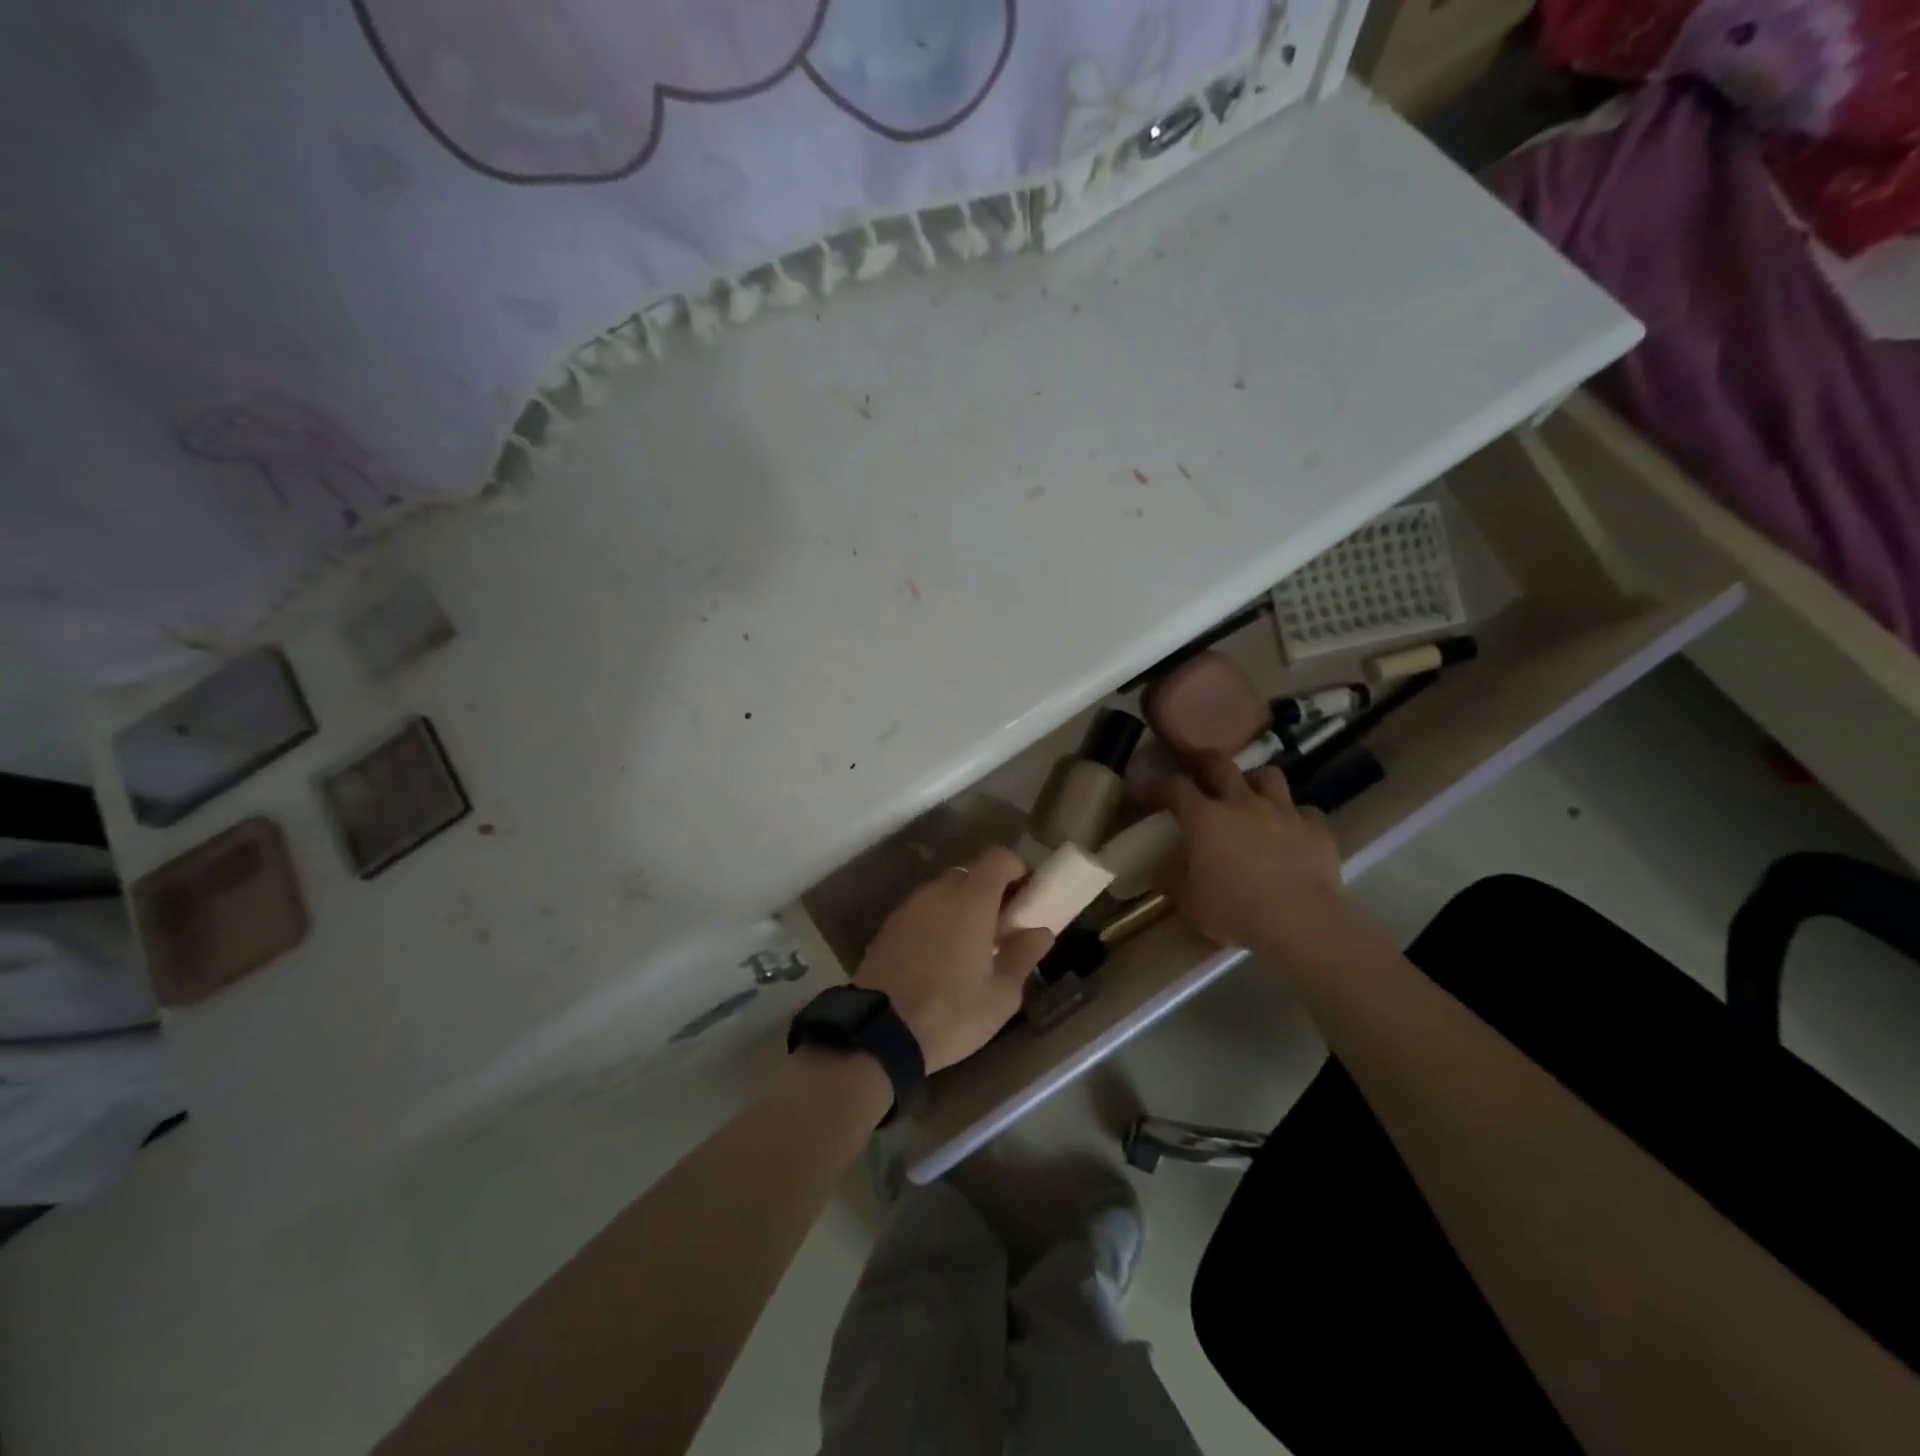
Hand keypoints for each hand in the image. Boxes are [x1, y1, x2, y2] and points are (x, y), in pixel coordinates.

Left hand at [852, 845, 1054, 1072]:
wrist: (879, 1033)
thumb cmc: (952, 1013)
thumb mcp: (1001, 995)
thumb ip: (1023, 955)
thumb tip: (1040, 932)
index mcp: (971, 900)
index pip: (998, 857)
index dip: (1016, 868)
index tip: (1026, 894)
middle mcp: (938, 892)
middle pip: (969, 873)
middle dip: (988, 891)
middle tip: (1000, 925)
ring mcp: (908, 907)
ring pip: (942, 892)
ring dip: (959, 906)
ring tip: (969, 945)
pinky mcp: (887, 926)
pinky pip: (921, 911)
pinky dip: (935, 921)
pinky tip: (938, 957)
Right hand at [1165, 754, 1348, 953]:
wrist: (1299, 923)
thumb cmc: (1234, 911)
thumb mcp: (1189, 902)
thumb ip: (1175, 880)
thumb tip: (1164, 872)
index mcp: (1204, 818)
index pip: (1174, 786)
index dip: (1158, 783)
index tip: (1149, 788)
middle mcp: (1242, 803)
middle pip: (1220, 764)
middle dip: (1204, 762)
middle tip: (1198, 770)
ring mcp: (1283, 812)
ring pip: (1268, 775)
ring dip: (1255, 782)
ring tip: (1251, 796)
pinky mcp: (1316, 828)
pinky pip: (1305, 812)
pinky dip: (1295, 818)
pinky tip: (1292, 831)